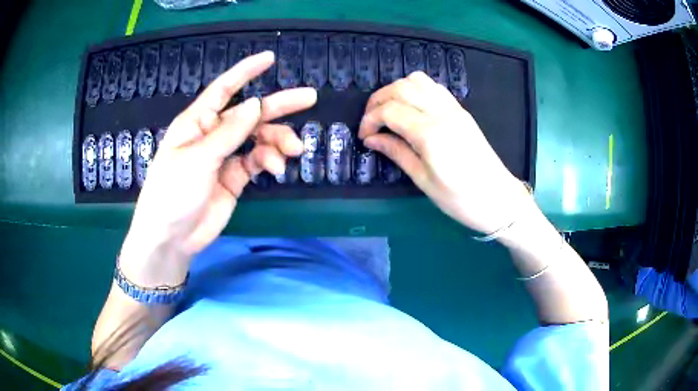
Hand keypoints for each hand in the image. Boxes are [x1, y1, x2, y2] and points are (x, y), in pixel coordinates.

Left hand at [119, 51, 315, 285]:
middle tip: (309, 98)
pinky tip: (277, 168)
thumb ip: (229, 133)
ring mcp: (225, 157)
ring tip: (294, 150)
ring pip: (258, 138)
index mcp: (197, 122)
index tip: (270, 59)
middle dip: (278, 105)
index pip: (224, 89)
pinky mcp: (235, 178)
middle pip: (250, 113)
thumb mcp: (198, 159)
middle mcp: (213, 134)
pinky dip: (270, 160)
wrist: (171, 238)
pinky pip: (257, 161)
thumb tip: (256, 104)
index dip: (246, 72)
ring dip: (278, 140)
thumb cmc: (173, 193)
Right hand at [359, 71, 529, 234]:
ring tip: (388, 111)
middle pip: (401, 88)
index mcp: (431, 134)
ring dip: (396, 90)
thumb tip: (372, 140)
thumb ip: (397, 153)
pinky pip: (434, 87)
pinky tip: (410, 107)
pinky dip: (415, 89)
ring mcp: (454, 108)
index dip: (370, 120)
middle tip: (370, 121)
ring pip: (417, 81)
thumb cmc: (461, 199)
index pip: (390, 110)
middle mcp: (442, 113)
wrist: (499, 199)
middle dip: (377, 100)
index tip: (364, 136)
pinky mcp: (461, 111)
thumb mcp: (424, 181)